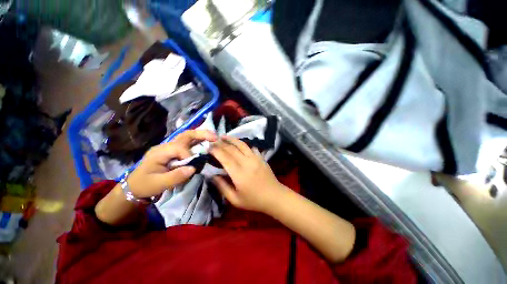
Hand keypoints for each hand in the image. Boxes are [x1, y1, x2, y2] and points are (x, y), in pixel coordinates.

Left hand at [127, 130, 216, 197]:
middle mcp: (165, 146)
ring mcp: (170, 147)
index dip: (189, 155)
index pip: (178, 148)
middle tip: (215, 137)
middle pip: (185, 135)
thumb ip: (175, 177)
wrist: (135, 185)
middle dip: (200, 134)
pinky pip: (188, 143)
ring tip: (214, 137)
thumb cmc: (145, 185)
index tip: (194, 167)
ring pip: (187, 136)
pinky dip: (198, 141)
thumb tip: (193, 168)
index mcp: (159, 152)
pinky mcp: (174, 151)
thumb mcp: (158, 184)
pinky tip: (206, 142)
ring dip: (201, 135)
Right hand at [210, 136, 285, 212]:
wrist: (274, 196)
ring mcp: (255, 158)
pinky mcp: (261, 157)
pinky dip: (243, 144)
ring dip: (232, 139)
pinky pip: (251, 147)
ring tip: (224, 136)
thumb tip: (212, 176)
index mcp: (239, 174)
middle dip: (221, 144)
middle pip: (232, 149)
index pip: (225, 158)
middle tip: (213, 141)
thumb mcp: (235, 200)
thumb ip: (222, 187)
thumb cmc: (254, 200)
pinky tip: (239, 143)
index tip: (208, 147)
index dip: (216, 151)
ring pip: (242, 145)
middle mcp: (247, 162)